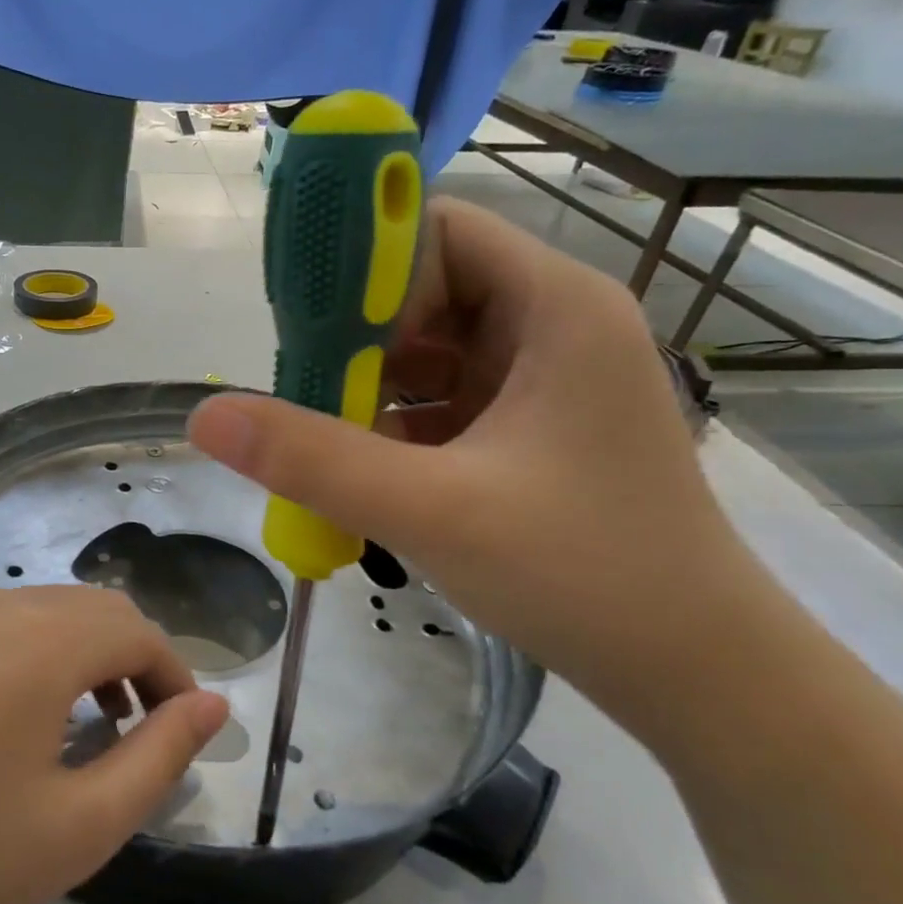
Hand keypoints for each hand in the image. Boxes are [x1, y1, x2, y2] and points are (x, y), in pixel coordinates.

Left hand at [0, 586, 227, 903]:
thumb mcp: (79, 826)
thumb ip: (160, 757)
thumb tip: (213, 707)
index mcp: (41, 641)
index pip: (137, 632)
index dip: (175, 676)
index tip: (185, 732)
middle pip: (94, 610)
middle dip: (135, 661)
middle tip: (143, 732)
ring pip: (45, 611)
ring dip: (85, 654)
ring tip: (89, 727)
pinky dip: (36, 653)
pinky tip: (18, 718)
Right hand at [188, 198, 758, 736]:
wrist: (697, 672)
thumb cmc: (584, 574)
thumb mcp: (431, 510)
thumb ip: (312, 459)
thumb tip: (205, 416)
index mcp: (553, 308)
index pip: (436, 231)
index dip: (362, 263)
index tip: (302, 323)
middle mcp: (552, 326)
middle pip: (425, 290)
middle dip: (356, 337)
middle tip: (298, 391)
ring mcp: (544, 380)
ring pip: (429, 349)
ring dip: (368, 385)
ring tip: (319, 434)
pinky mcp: (532, 428)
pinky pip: (444, 398)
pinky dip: (395, 422)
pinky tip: (363, 466)